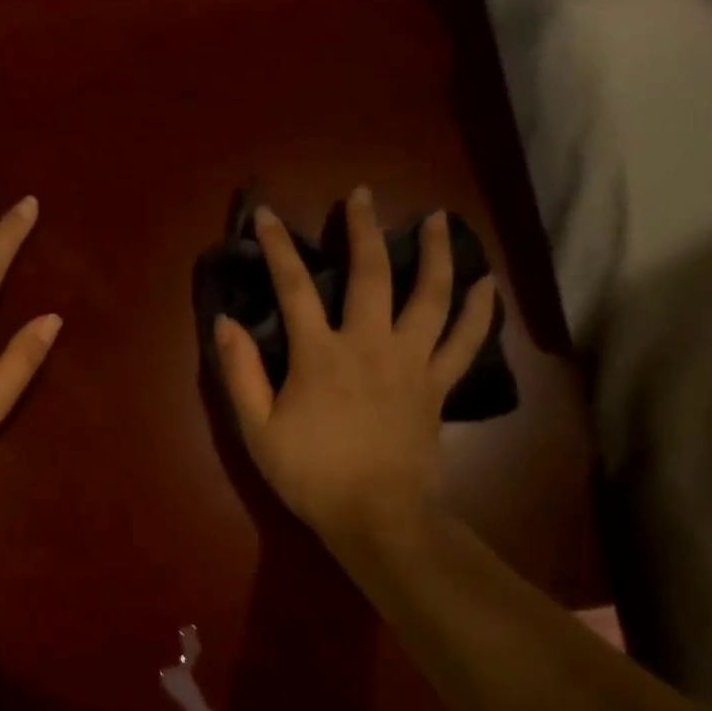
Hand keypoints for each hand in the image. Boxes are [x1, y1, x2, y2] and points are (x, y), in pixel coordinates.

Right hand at [214, 188, 495, 547]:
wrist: (377, 515)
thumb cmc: (309, 473)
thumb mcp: (257, 428)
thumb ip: (240, 372)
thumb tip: (226, 322)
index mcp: (319, 353)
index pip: (294, 286)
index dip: (277, 247)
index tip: (267, 214)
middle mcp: (369, 344)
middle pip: (371, 273)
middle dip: (363, 229)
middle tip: (362, 195)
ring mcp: (410, 362)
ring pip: (430, 296)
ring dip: (435, 253)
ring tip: (437, 219)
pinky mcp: (437, 385)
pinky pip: (465, 341)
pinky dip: (479, 311)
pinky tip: (486, 285)